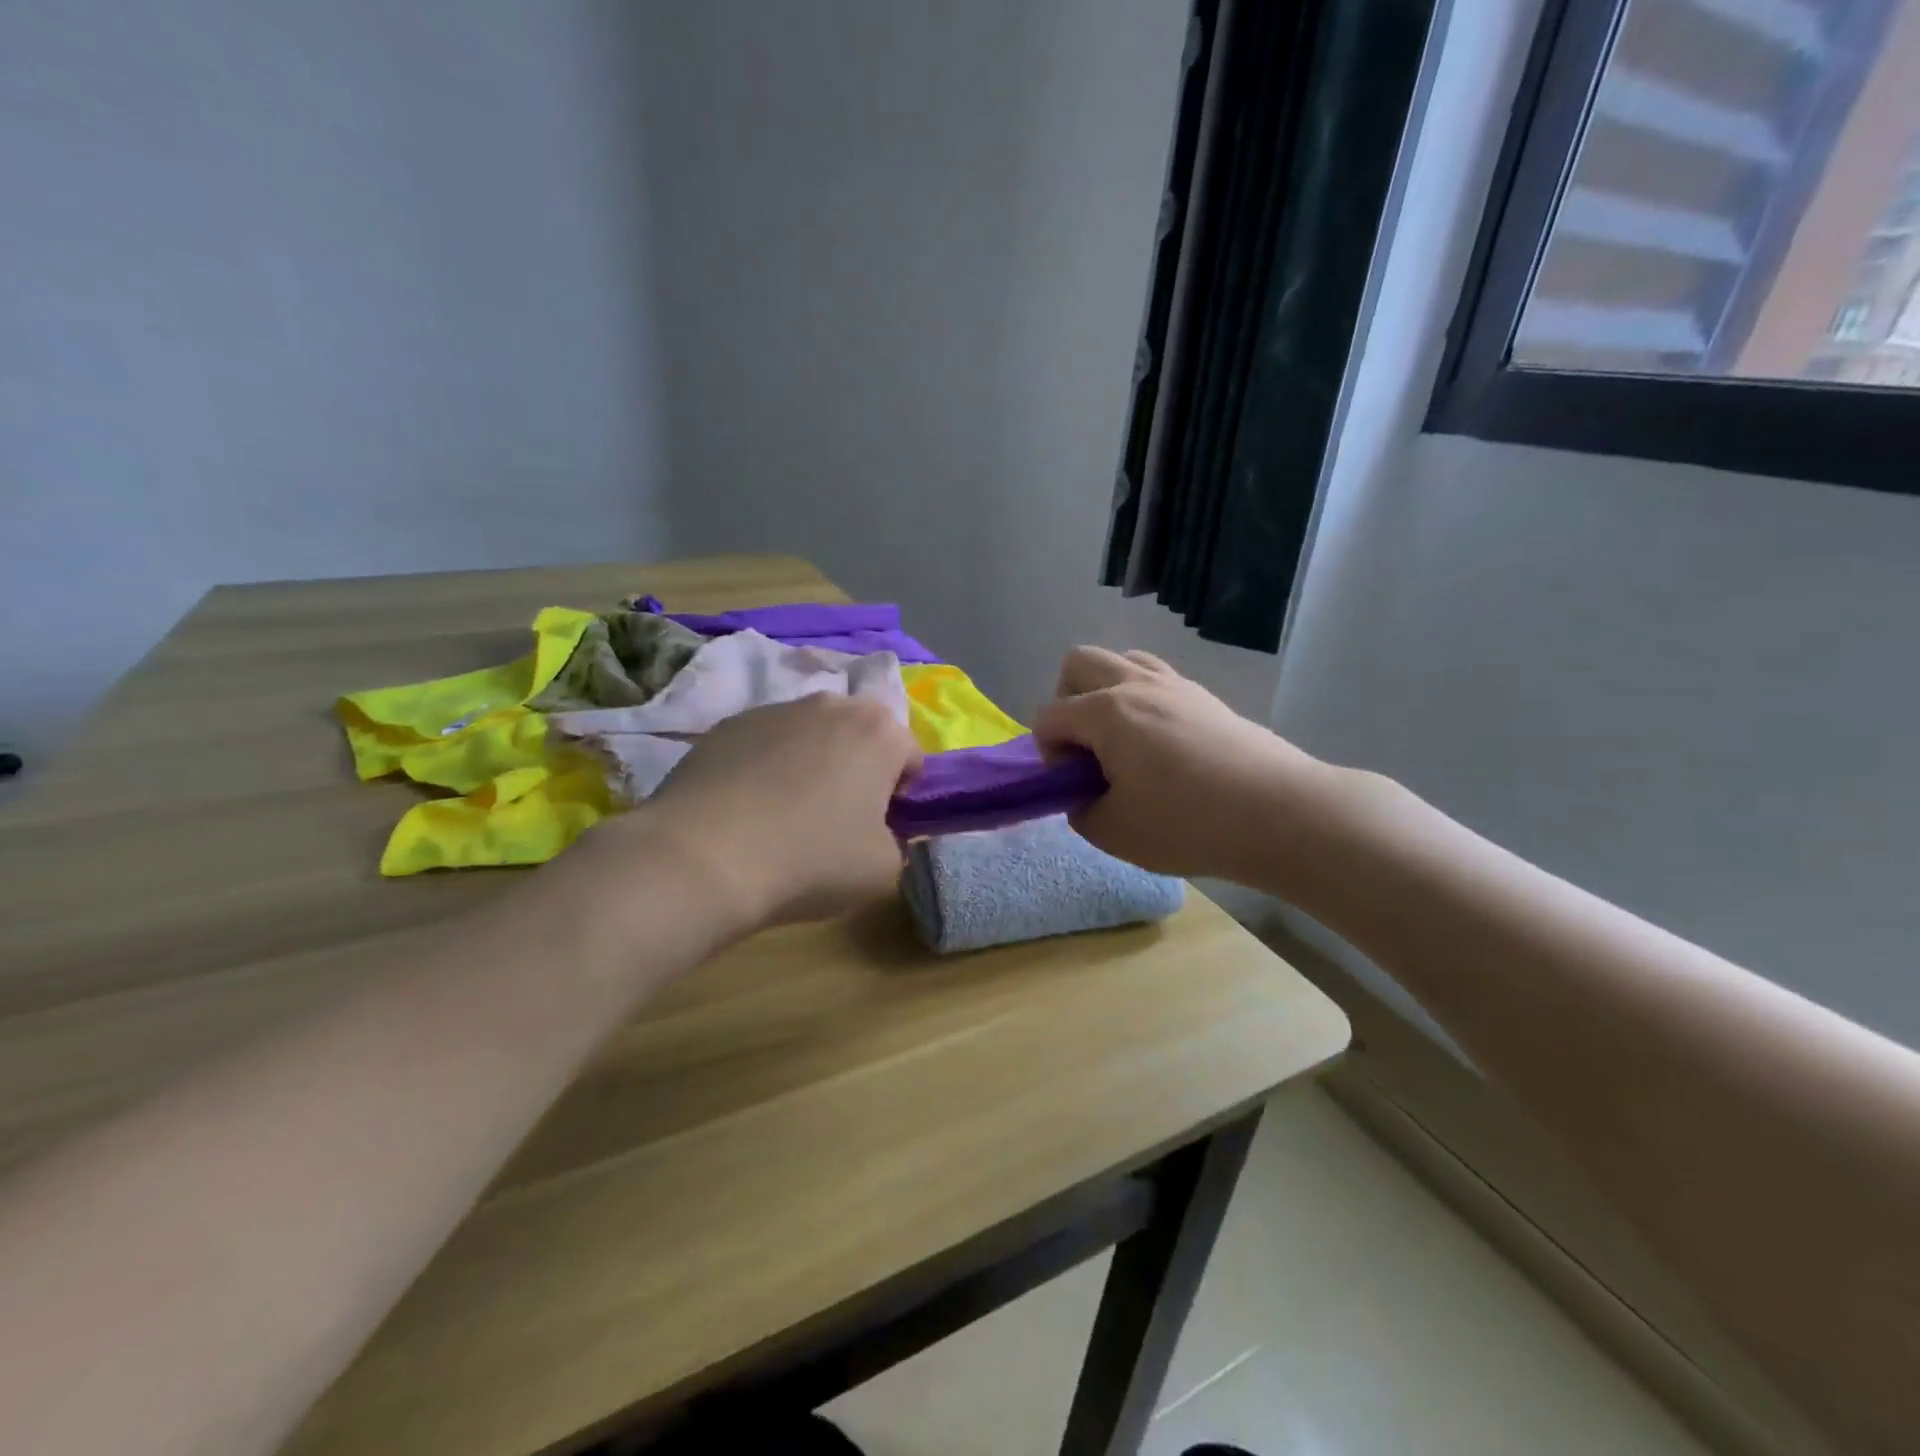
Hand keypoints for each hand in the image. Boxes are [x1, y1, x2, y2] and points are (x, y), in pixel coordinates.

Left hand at [636, 693, 923, 927]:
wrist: (703, 858)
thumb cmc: (811, 859)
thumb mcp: (884, 869)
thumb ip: (897, 841)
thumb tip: (877, 832)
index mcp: (878, 730)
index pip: (911, 756)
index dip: (901, 796)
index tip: (878, 828)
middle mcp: (830, 704)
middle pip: (860, 735)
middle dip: (858, 769)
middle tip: (837, 818)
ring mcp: (773, 709)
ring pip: (811, 735)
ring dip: (811, 764)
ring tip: (784, 814)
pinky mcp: (726, 725)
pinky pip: (764, 744)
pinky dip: (766, 767)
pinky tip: (746, 809)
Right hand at [1034, 647, 1331, 881]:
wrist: (1280, 814)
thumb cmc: (1187, 823)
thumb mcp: (1114, 832)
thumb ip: (1081, 810)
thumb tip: (1083, 795)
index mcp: (1106, 712)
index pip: (1049, 716)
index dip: (1047, 753)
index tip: (1071, 785)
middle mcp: (1136, 684)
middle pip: (1078, 663)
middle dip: (1066, 702)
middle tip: (1085, 748)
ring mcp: (1175, 685)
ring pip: (1122, 660)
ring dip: (1105, 692)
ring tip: (1120, 740)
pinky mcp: (1205, 697)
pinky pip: (1156, 678)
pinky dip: (1141, 699)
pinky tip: (1158, 744)